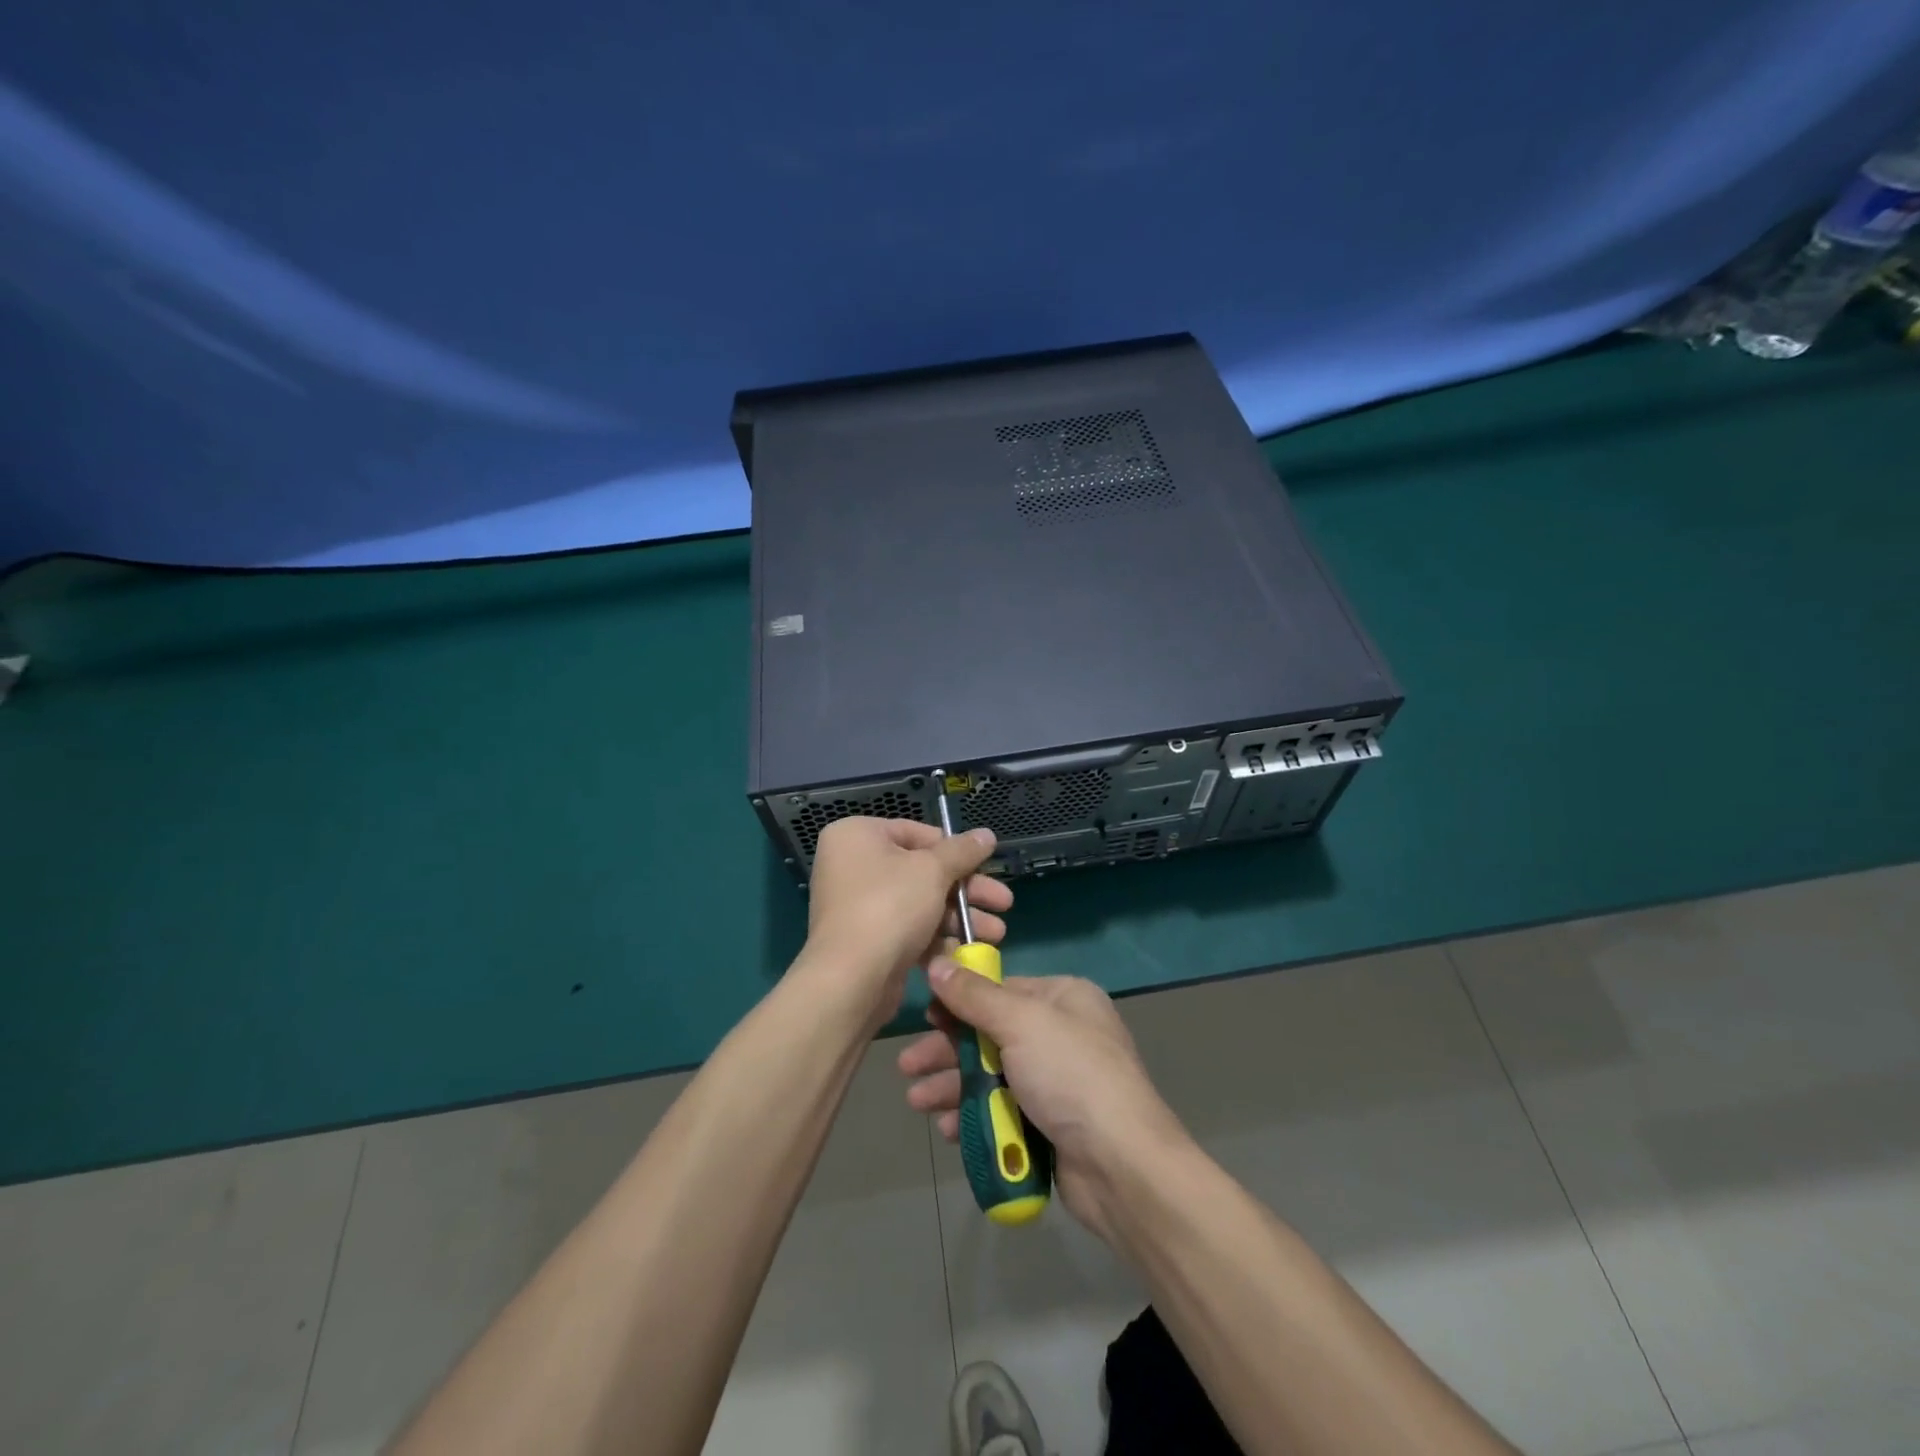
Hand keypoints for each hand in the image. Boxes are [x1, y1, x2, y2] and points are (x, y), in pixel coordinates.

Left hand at [801, 817, 1012, 1024]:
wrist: (852, 980)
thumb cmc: (890, 907)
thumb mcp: (933, 870)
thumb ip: (962, 851)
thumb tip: (987, 834)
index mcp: (857, 836)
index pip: (915, 832)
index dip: (954, 849)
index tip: (985, 865)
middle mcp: (852, 866)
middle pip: (922, 870)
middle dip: (966, 889)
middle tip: (1004, 902)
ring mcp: (858, 906)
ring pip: (920, 903)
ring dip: (961, 917)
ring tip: (997, 933)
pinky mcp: (868, 941)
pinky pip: (909, 930)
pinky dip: (938, 938)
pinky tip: (971, 951)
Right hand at [898, 964, 1186, 1242]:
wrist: (1120, 1165)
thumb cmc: (1070, 1075)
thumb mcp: (1020, 1022)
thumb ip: (974, 996)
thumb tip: (937, 961)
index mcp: (1064, 998)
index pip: (1002, 990)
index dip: (960, 1002)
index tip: (926, 1016)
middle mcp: (1062, 1034)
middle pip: (991, 1035)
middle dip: (948, 1051)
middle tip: (908, 1067)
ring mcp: (1058, 1082)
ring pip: (993, 1075)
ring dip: (954, 1086)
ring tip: (918, 1102)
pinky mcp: (1051, 1124)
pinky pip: (1003, 1110)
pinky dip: (975, 1116)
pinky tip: (948, 1129)